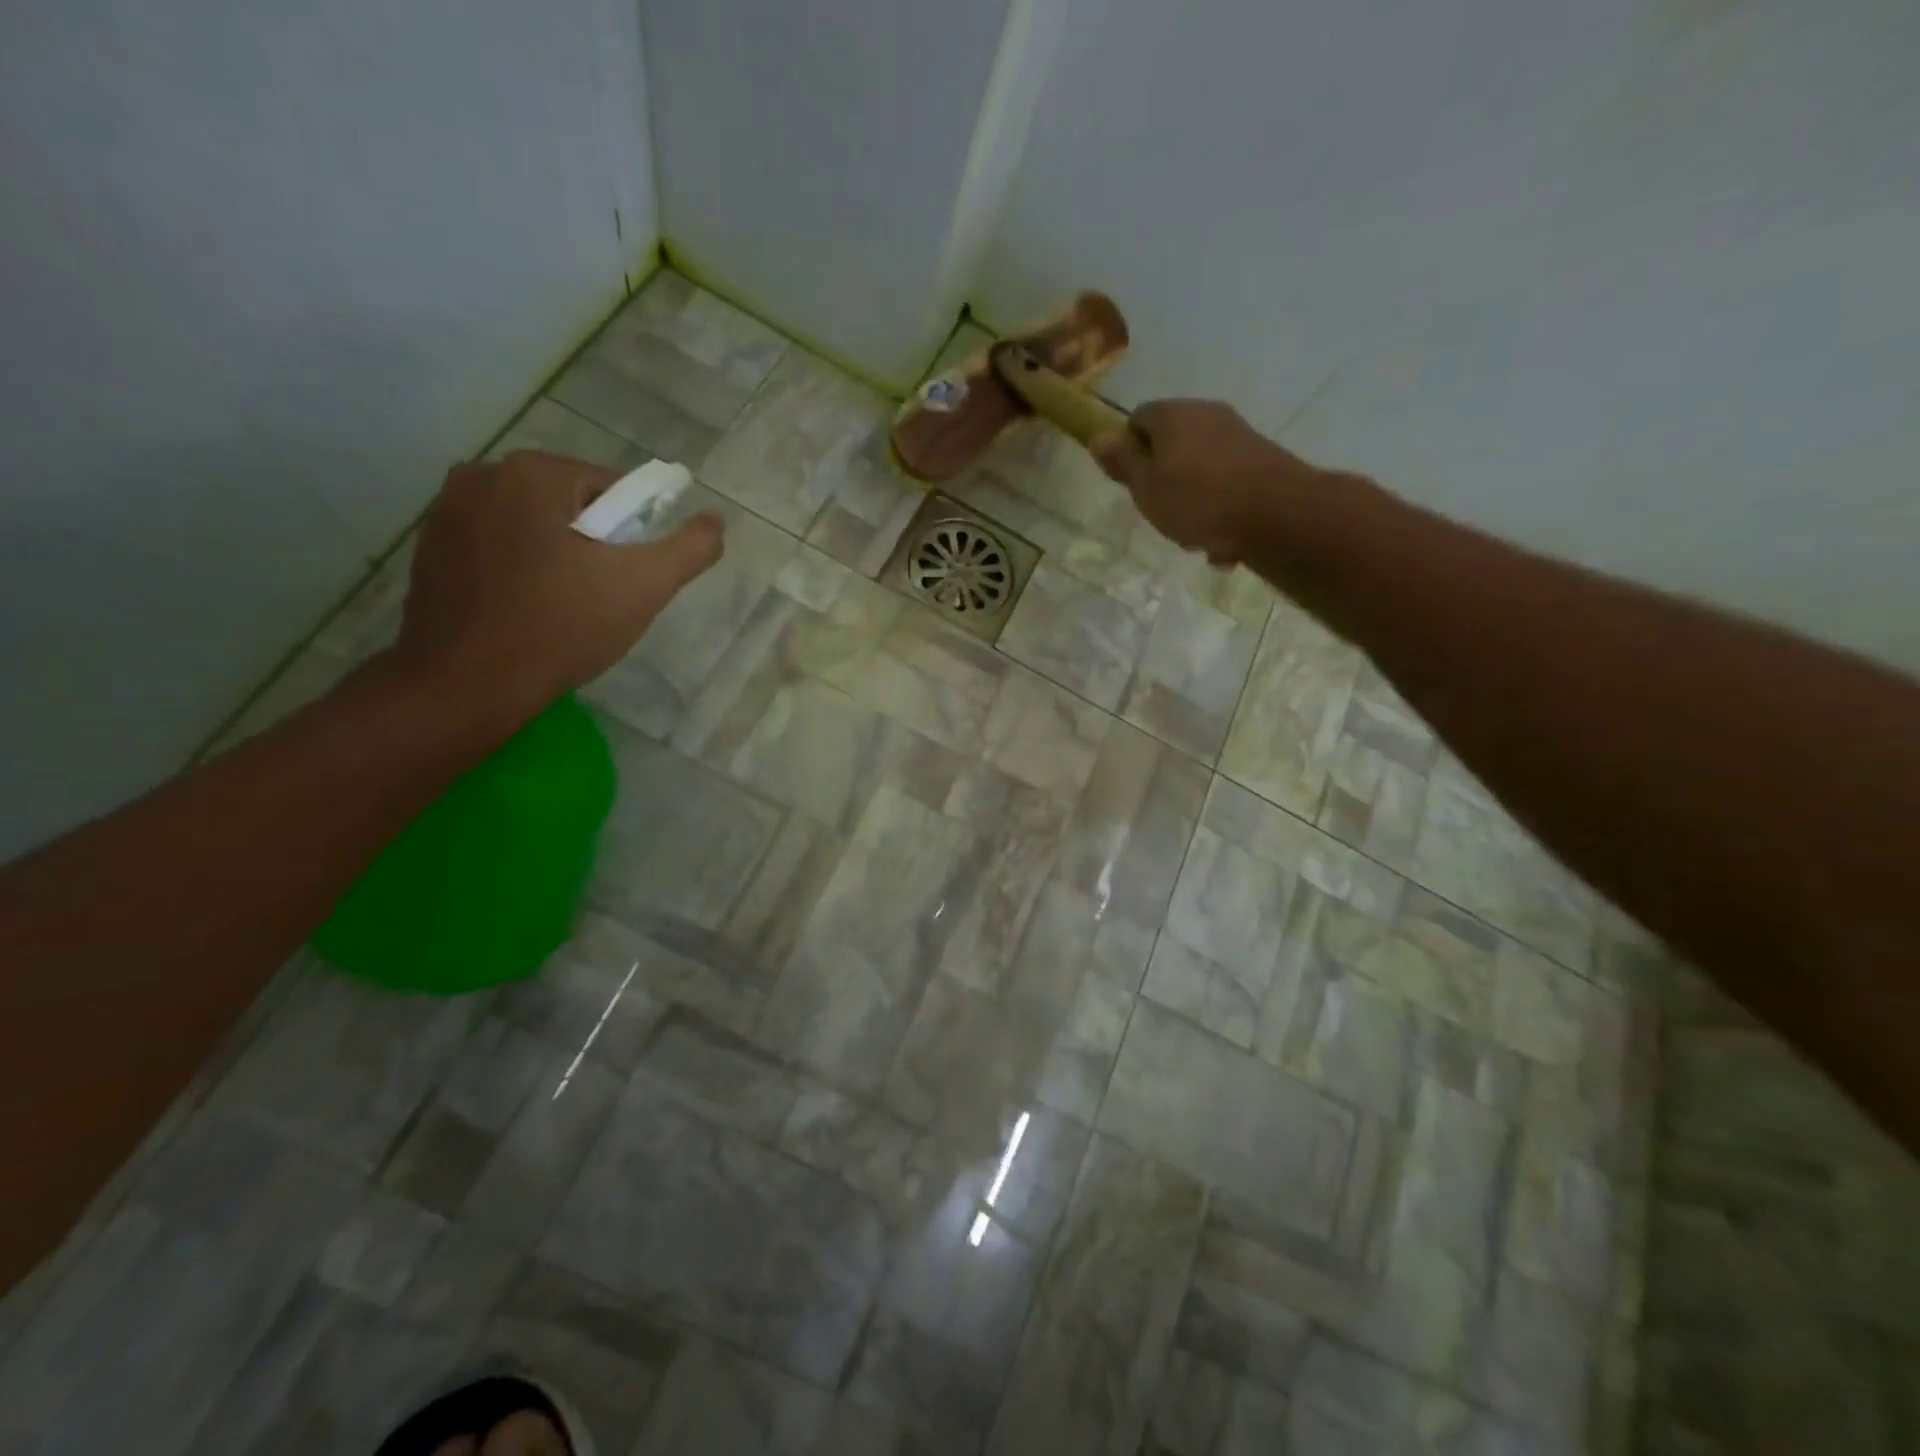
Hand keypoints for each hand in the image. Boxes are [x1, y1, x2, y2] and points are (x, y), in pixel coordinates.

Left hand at [394, 450, 722, 716]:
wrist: (468, 684)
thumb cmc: (562, 627)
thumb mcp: (644, 586)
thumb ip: (689, 548)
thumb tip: (715, 521)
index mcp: (533, 472)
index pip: (611, 489)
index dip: (632, 534)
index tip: (629, 577)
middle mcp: (481, 475)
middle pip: (569, 505)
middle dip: (592, 544)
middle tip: (601, 596)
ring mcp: (445, 511)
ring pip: (531, 525)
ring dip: (556, 555)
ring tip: (564, 606)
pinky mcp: (428, 549)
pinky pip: (496, 546)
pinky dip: (519, 568)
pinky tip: (527, 609)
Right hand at [1090, 400, 1317, 566]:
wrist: (1277, 514)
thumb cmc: (1198, 500)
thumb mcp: (1146, 487)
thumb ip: (1122, 463)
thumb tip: (1098, 437)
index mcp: (1173, 414)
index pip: (1138, 419)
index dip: (1128, 449)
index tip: (1130, 482)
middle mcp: (1206, 414)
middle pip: (1171, 443)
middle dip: (1161, 477)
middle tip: (1158, 510)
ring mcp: (1238, 434)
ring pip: (1199, 467)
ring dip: (1191, 498)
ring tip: (1192, 533)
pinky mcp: (1261, 459)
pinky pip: (1226, 483)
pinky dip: (1219, 507)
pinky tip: (1221, 540)